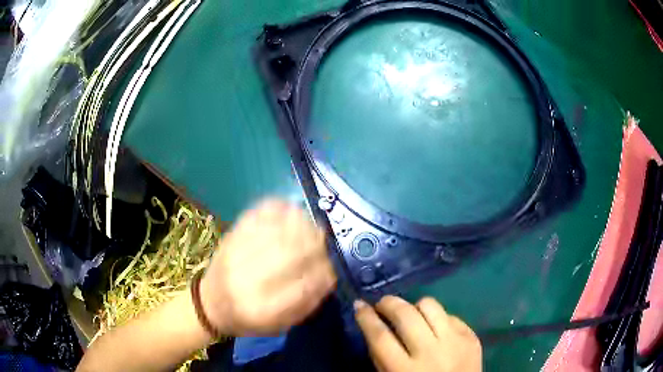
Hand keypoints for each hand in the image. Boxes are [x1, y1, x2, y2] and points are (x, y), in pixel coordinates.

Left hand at [199, 199, 336, 335]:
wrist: (210, 305)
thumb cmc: (248, 320)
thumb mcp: (278, 325)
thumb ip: (305, 305)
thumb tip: (329, 276)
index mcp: (261, 310)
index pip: (303, 286)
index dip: (324, 273)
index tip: (331, 268)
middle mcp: (247, 281)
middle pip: (290, 253)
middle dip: (315, 243)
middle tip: (323, 241)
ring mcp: (235, 254)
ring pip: (276, 231)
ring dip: (301, 223)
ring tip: (311, 225)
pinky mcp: (229, 237)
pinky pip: (257, 214)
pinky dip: (278, 207)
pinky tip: (290, 211)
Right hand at [355, 296, 481, 371]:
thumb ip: (381, 358)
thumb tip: (374, 326)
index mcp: (405, 370)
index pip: (380, 336)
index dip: (366, 317)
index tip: (359, 305)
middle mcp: (431, 353)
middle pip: (405, 314)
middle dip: (388, 303)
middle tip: (381, 304)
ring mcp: (455, 342)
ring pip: (430, 305)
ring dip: (414, 306)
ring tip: (410, 314)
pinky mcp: (471, 336)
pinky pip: (449, 315)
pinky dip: (437, 318)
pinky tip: (434, 328)